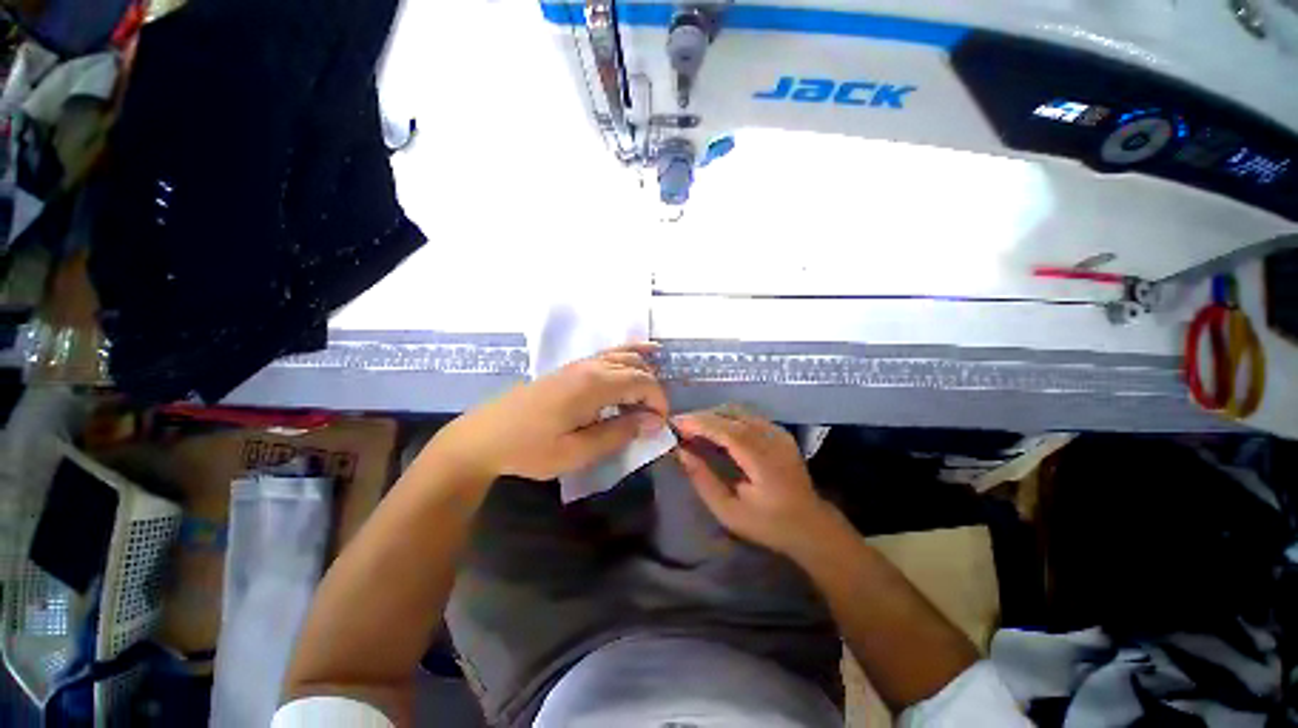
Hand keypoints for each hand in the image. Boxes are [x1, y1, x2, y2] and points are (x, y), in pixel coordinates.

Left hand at [435, 344, 668, 480]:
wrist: (485, 436)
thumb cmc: (530, 449)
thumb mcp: (577, 451)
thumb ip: (618, 433)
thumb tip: (652, 422)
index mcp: (594, 384)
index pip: (643, 382)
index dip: (658, 402)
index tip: (659, 425)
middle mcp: (590, 366)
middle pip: (636, 366)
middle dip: (653, 390)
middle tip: (652, 418)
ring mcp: (579, 363)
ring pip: (623, 355)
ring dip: (642, 371)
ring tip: (650, 394)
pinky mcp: (570, 368)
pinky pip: (608, 355)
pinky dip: (627, 356)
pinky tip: (636, 360)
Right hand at [674, 406, 840, 558]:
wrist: (810, 524)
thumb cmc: (767, 523)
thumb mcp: (729, 511)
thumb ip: (703, 480)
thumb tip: (681, 452)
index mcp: (763, 460)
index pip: (727, 430)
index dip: (699, 423)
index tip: (674, 423)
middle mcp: (773, 438)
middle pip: (731, 414)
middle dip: (702, 417)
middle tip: (679, 427)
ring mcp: (778, 431)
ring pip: (738, 411)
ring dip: (713, 415)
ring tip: (693, 428)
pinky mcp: (779, 431)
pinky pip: (747, 415)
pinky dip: (726, 418)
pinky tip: (714, 430)